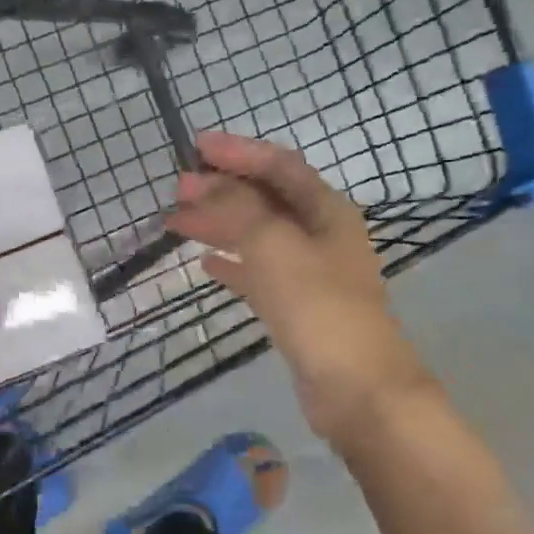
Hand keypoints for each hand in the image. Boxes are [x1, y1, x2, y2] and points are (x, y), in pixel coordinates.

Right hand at [165, 132, 433, 442]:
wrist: (356, 387)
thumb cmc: (318, 306)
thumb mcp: (274, 245)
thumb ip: (237, 209)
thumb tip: (203, 186)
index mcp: (325, 210)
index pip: (279, 166)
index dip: (238, 152)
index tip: (196, 146)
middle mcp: (320, 234)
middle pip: (266, 199)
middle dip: (221, 190)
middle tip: (177, 188)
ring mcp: (309, 272)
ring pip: (257, 236)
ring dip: (219, 225)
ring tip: (177, 223)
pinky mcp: (297, 306)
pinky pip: (258, 273)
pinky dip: (232, 264)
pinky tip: (204, 264)